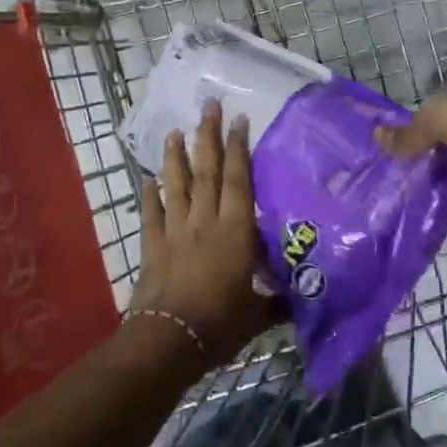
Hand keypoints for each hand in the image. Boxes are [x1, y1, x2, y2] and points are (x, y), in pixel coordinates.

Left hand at [130, 101, 272, 368]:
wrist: (169, 341)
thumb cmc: (220, 325)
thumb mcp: (258, 315)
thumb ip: (277, 303)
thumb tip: (299, 301)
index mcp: (236, 232)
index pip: (238, 181)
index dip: (239, 149)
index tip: (239, 120)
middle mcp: (205, 222)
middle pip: (206, 171)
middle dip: (208, 136)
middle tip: (209, 106)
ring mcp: (175, 231)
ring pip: (176, 185)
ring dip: (175, 156)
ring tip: (174, 132)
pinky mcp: (153, 246)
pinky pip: (151, 214)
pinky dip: (149, 195)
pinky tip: (146, 179)